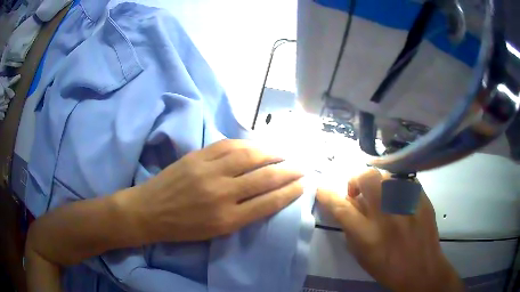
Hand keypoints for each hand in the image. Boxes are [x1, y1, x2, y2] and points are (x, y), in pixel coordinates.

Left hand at [117, 139, 303, 242]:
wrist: (150, 211)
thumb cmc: (183, 228)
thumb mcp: (215, 232)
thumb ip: (242, 215)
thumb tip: (266, 197)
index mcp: (227, 219)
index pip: (268, 202)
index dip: (290, 192)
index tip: (303, 184)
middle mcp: (222, 194)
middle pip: (264, 178)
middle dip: (288, 171)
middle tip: (301, 166)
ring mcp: (208, 171)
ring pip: (249, 156)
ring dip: (271, 153)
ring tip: (283, 153)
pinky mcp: (197, 157)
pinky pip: (228, 145)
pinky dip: (246, 144)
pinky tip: (256, 144)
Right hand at [317, 168, 463, 291]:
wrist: (422, 269)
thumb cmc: (387, 268)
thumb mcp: (362, 255)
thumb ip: (351, 229)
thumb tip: (347, 206)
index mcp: (368, 235)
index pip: (341, 208)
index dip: (327, 194)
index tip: (321, 188)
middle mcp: (387, 215)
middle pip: (367, 178)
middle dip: (357, 180)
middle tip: (358, 191)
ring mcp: (407, 204)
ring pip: (386, 175)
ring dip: (377, 183)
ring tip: (380, 195)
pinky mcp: (422, 199)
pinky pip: (404, 181)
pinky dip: (397, 187)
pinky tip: (399, 199)